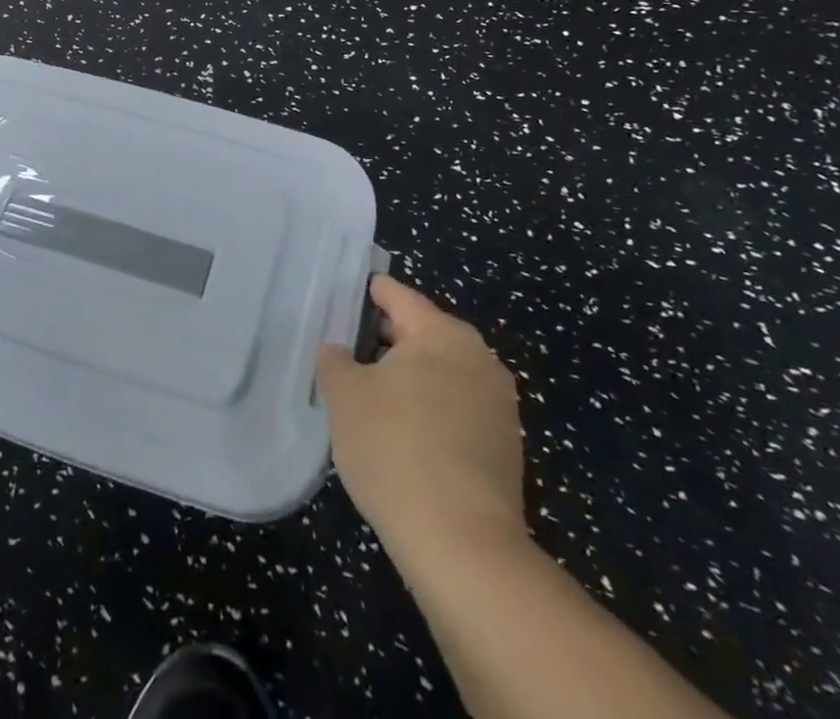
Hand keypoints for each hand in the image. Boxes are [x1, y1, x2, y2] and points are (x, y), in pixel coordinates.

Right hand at [317, 275, 526, 559]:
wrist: (464, 547)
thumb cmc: (396, 450)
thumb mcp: (345, 396)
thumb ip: (335, 360)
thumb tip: (340, 351)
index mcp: (443, 334)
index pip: (399, 296)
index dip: (369, 292)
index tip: (347, 292)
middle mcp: (479, 358)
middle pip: (422, 334)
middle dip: (385, 339)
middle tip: (347, 348)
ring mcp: (498, 405)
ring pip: (440, 374)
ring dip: (408, 378)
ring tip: (368, 394)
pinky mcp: (504, 448)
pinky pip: (456, 410)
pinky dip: (428, 410)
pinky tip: (400, 434)